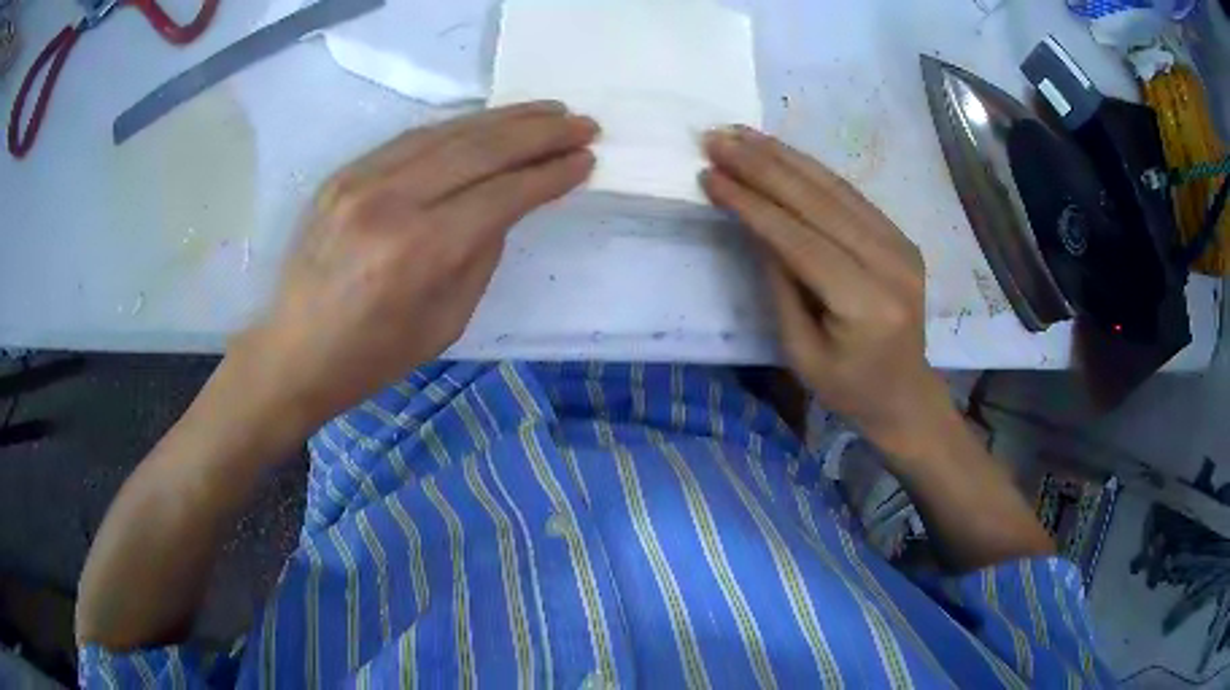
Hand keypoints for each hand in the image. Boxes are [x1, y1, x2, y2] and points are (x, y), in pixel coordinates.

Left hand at [240, 102, 597, 428]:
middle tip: (582, 124)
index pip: (502, 194)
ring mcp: (361, 181)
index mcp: (420, 252)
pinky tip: (487, 123)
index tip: (586, 159)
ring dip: (504, 119)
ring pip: (448, 132)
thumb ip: (481, 255)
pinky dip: (458, 127)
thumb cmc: (373, 355)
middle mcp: (390, 202)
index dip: (549, 174)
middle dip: (539, 133)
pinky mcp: (343, 174)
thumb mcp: (446, 322)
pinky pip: (412, 138)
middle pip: (480, 150)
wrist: (294, 352)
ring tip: (546, 112)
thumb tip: (505, 206)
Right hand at [703, 126, 950, 457]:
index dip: (753, 204)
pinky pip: (849, 194)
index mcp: (867, 304)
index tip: (710, 174)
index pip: (801, 241)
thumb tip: (754, 224)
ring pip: (834, 187)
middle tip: (717, 138)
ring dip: (783, 156)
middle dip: (762, 166)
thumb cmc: (848, 387)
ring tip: (740, 134)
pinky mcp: (899, 235)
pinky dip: (809, 169)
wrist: (905, 392)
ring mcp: (901, 244)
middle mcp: (891, 263)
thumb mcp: (801, 353)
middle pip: (819, 202)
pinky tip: (778, 151)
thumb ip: (780, 285)